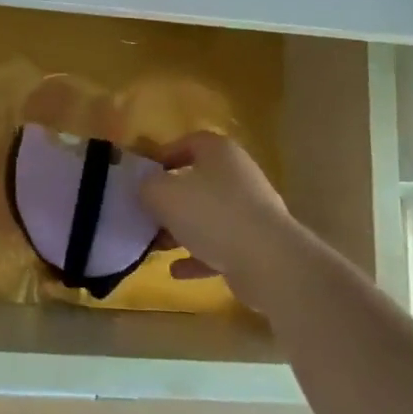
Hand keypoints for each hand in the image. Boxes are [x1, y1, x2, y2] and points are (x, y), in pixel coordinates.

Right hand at [140, 131, 303, 307]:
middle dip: (170, 199)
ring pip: (208, 216)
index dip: (163, 156)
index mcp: (220, 152)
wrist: (268, 262)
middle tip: (147, 213)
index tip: (143, 177)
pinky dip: (199, 257)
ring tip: (157, 245)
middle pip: (198, 181)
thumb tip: (147, 187)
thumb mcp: (163, 193)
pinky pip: (220, 246)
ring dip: (182, 230)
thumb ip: (147, 186)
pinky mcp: (257, 244)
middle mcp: (239, 176)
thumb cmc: (211, 214)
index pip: (189, 142)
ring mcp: (251, 211)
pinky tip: (177, 271)